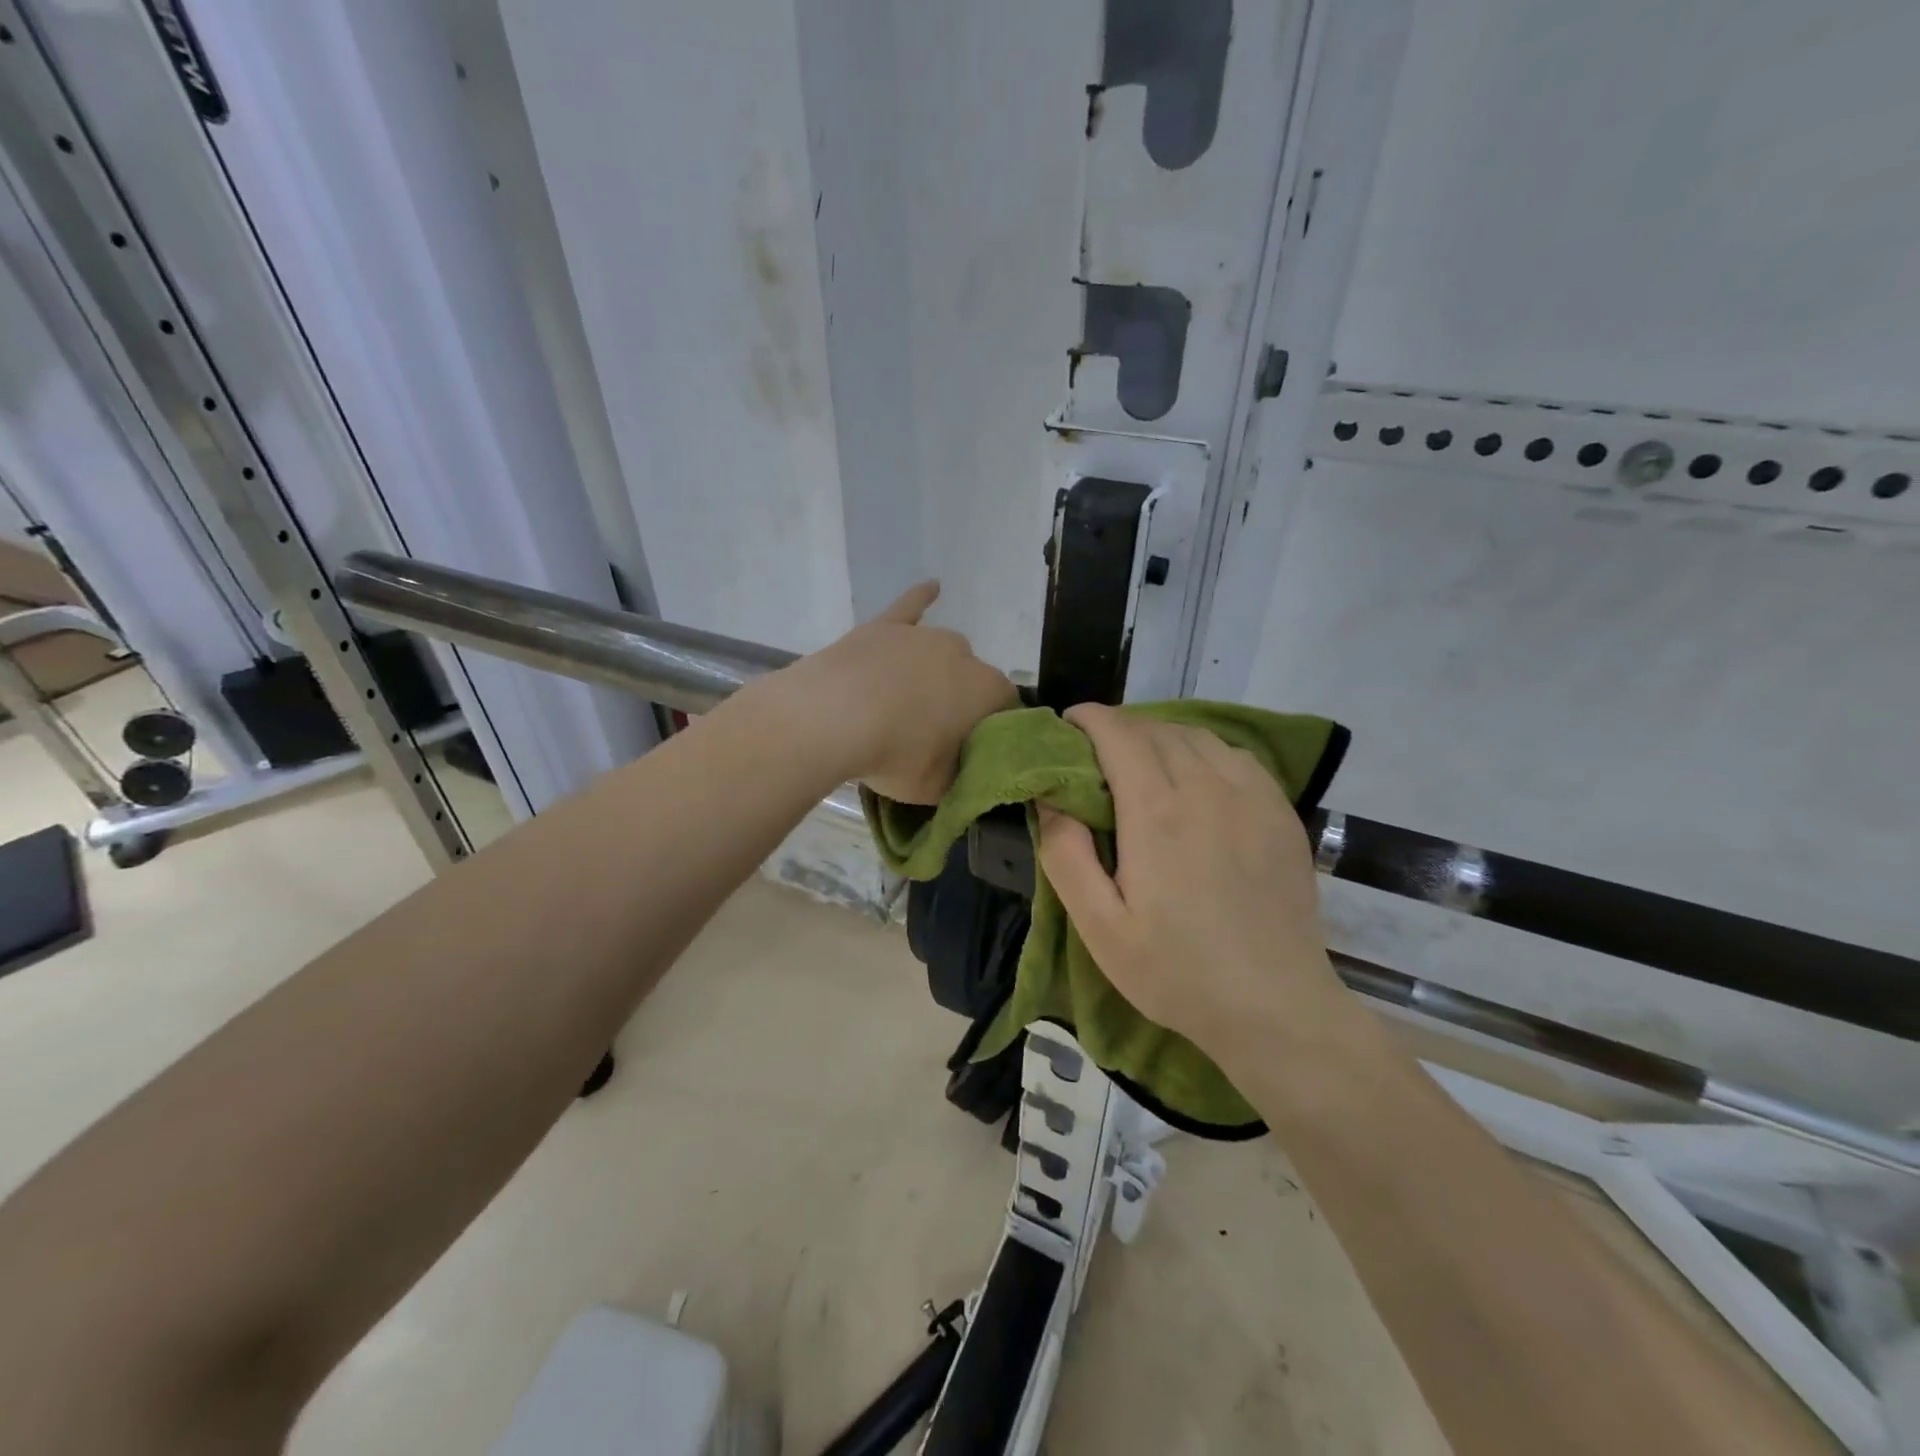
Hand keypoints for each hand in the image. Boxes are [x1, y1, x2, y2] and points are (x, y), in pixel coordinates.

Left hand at [784, 582, 1016, 802]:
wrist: (832, 718)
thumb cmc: (895, 755)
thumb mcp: (937, 787)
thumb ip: (960, 778)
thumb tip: (963, 773)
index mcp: (987, 691)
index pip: (1005, 709)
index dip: (991, 731)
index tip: (972, 751)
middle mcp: (964, 654)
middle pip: (972, 679)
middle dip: (961, 702)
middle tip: (934, 733)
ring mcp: (923, 636)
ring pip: (942, 652)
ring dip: (935, 672)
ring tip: (912, 699)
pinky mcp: (886, 627)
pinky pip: (910, 607)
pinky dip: (921, 598)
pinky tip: (932, 588)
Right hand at [1037, 704, 1342, 1058]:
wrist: (1276, 1008)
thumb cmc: (1176, 972)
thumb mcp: (1100, 927)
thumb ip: (1066, 855)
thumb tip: (1049, 796)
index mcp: (1157, 812)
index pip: (1119, 734)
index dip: (1089, 719)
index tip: (1068, 724)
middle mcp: (1207, 788)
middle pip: (1156, 729)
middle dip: (1120, 728)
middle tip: (1096, 754)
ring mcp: (1252, 797)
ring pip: (1198, 737)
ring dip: (1161, 736)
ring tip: (1143, 761)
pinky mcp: (1281, 813)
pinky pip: (1236, 757)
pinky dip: (1205, 751)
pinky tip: (1197, 778)